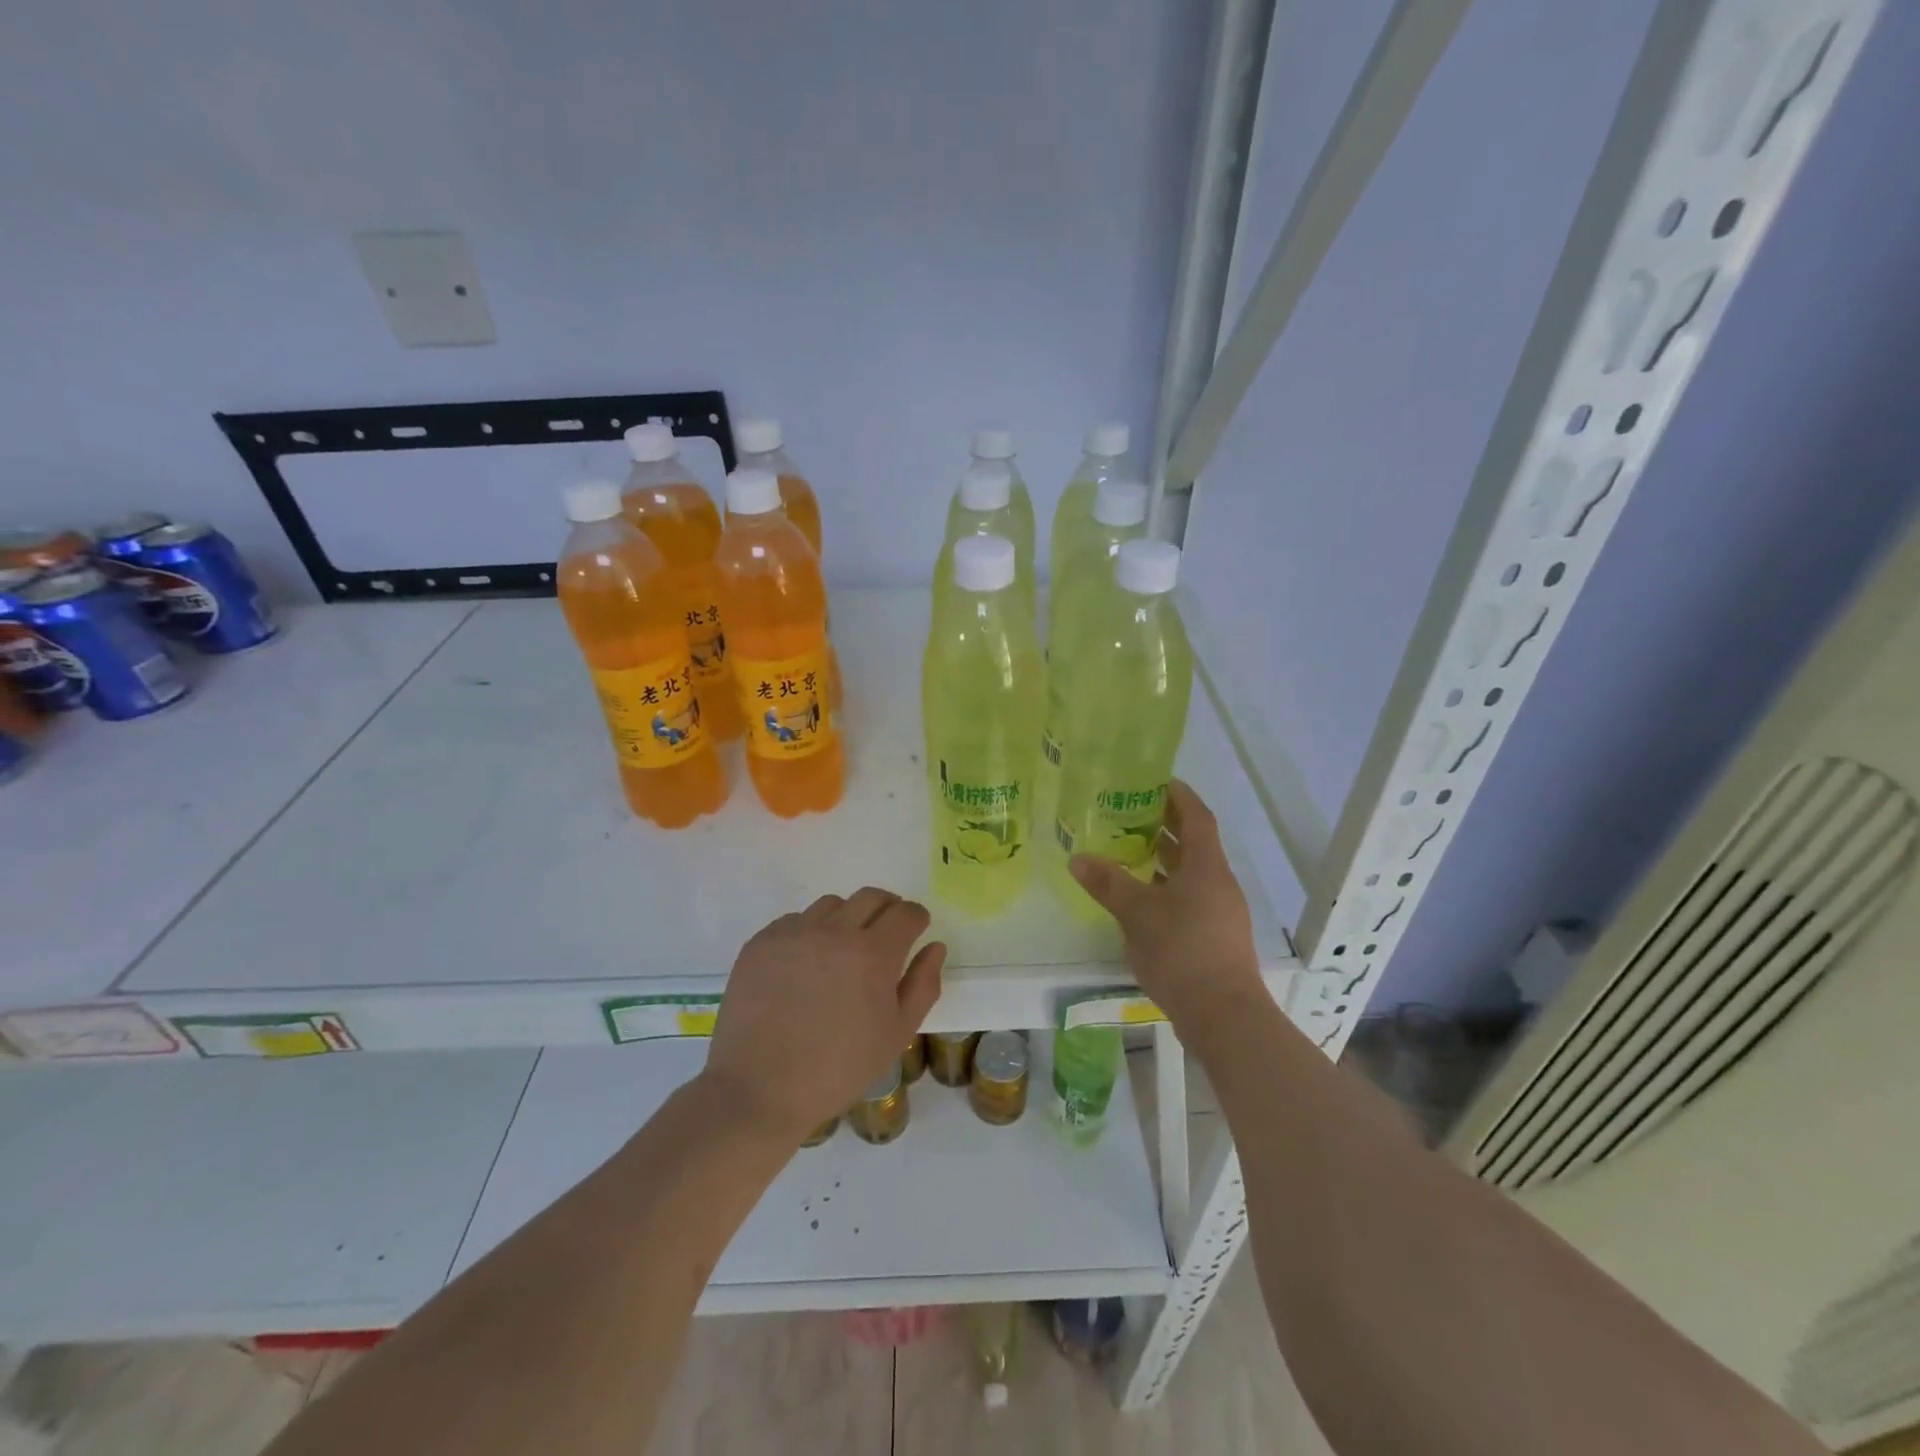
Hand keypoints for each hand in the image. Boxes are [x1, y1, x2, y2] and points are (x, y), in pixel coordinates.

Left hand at [703, 888, 946, 1146]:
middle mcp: (834, 931)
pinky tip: (805, 966)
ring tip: (842, 951)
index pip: (906, 913)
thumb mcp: (896, 1035)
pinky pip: (795, 921)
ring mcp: (794, 933)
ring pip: (832, 905)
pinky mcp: (762, 942)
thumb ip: (923, 985)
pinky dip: (809, 933)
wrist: (760, 1090)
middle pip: (871, 897)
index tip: (916, 930)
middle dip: (887, 909)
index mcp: (873, 954)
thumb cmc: (838, 1068)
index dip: (916, 918)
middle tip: (887, 933)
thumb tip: (934, 946)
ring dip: (847, 918)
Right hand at [1069, 780, 1264, 1031]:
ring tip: (1128, 850)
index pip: (1197, 815)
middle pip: (1194, 842)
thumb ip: (1108, 883)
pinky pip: (1190, 897)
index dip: (1178, 794)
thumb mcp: (1138, 914)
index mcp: (1206, 866)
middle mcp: (1218, 882)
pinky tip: (1140, 899)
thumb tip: (1078, 858)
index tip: (1154, 779)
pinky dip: (1166, 887)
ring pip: (1191, 873)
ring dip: (1164, 858)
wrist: (1224, 1015)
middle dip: (1164, 825)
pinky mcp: (1215, 936)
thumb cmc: (1182, 952)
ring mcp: (1220, 911)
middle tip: (1129, 812)